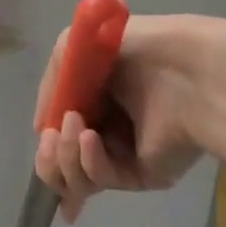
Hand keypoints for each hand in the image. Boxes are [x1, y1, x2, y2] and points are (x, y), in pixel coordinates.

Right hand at [34, 15, 212, 221]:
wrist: (183, 69)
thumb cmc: (134, 50)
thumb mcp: (73, 47)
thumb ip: (50, 85)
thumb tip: (42, 127)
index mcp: (95, 101)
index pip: (60, 133)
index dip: (46, 139)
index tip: (44, 131)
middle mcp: (108, 131)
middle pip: (61, 164)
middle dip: (48, 157)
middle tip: (52, 137)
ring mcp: (124, 156)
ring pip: (76, 178)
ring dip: (64, 156)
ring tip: (74, 129)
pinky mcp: (141, 176)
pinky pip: (101, 178)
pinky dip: (89, 161)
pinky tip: (90, 139)